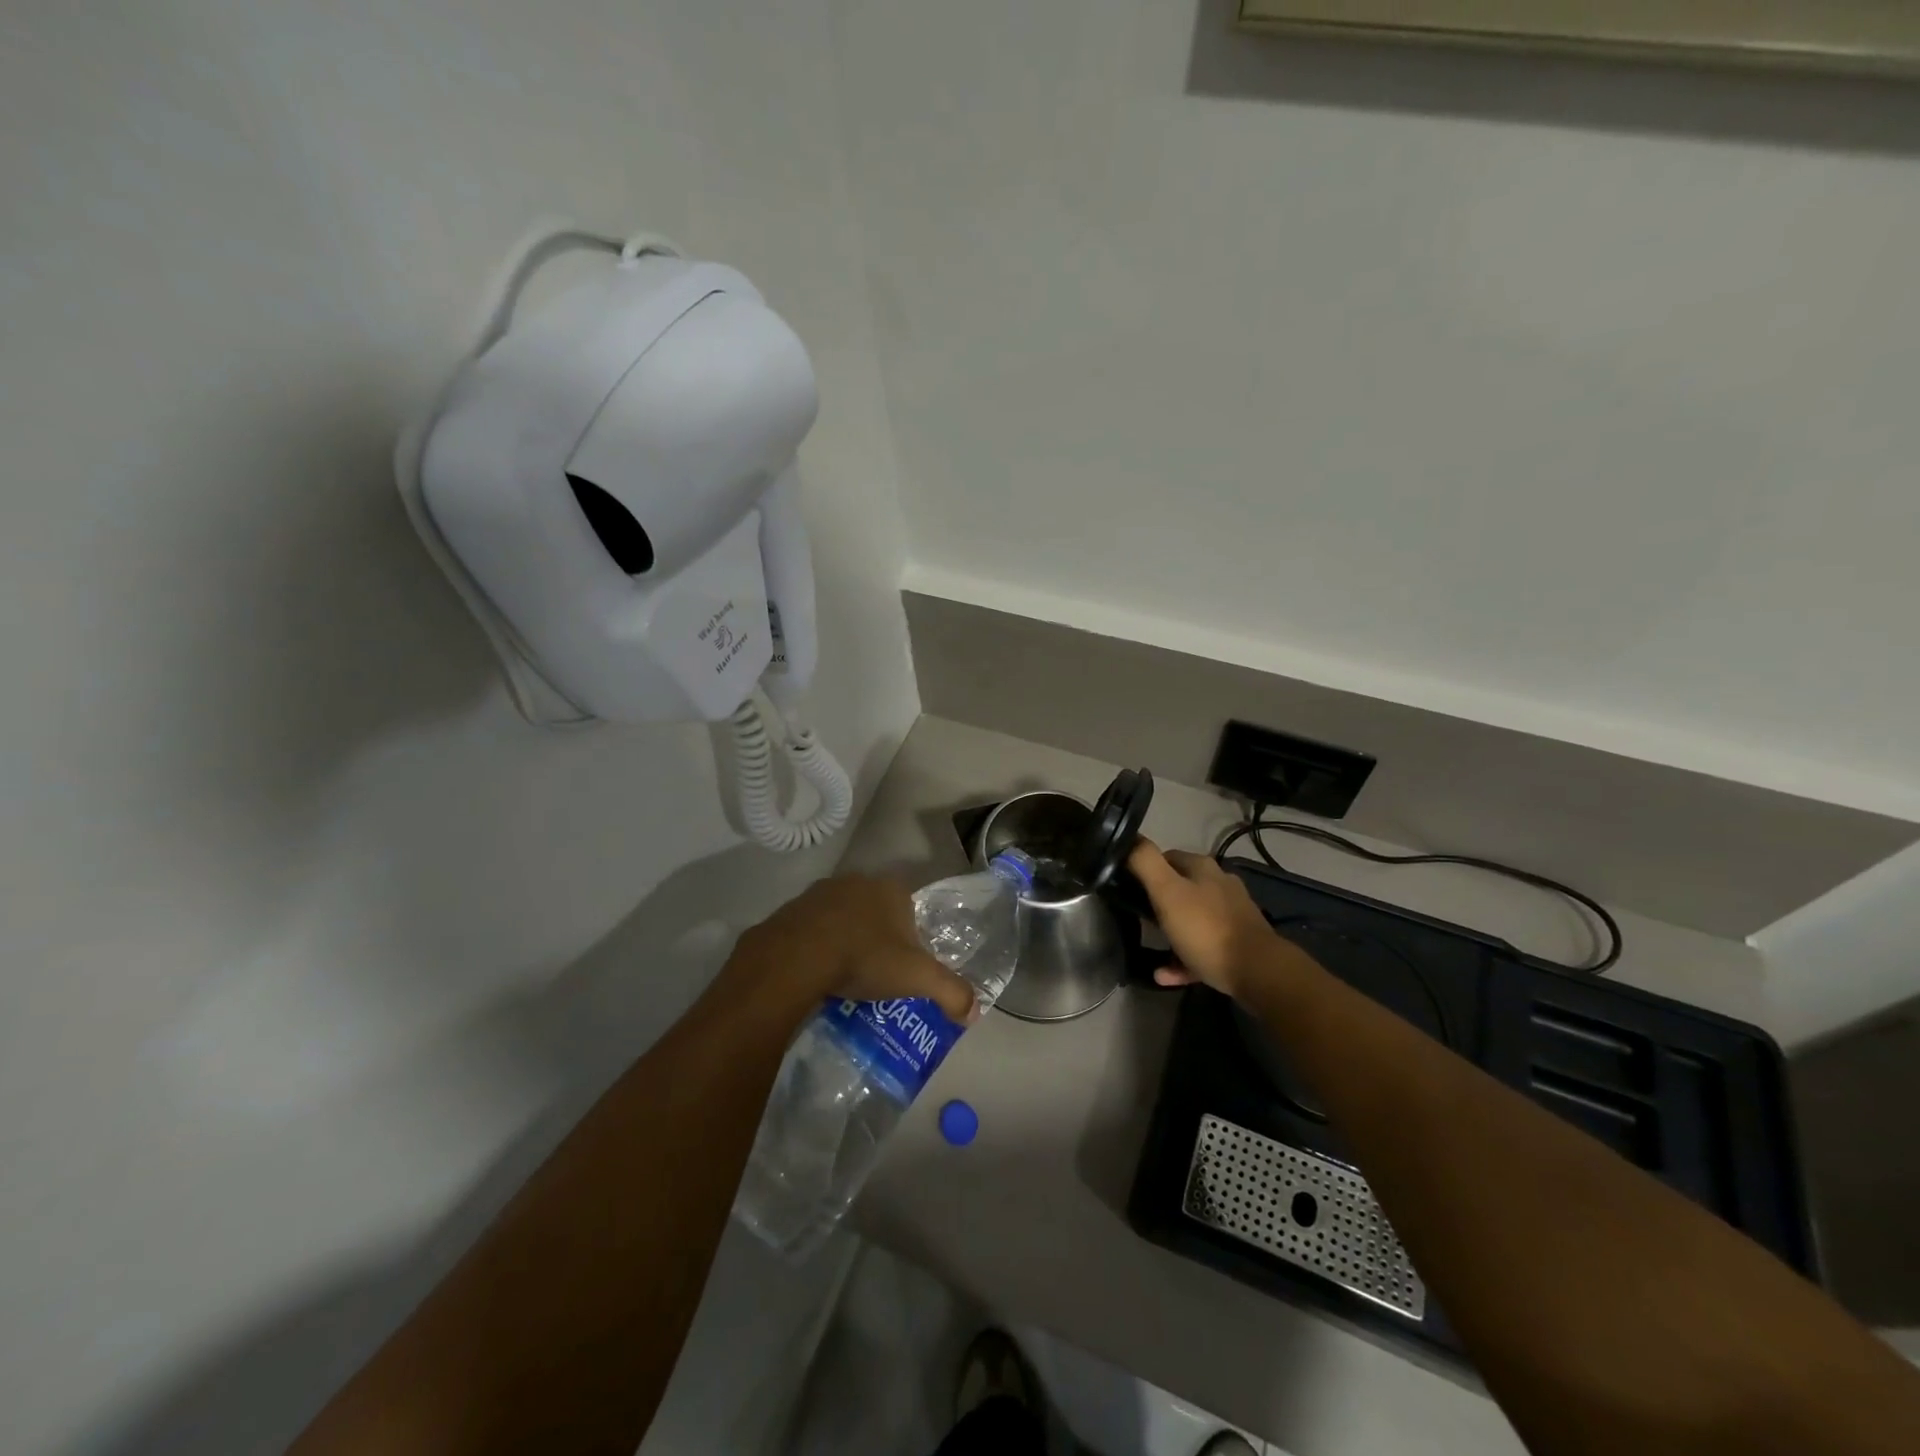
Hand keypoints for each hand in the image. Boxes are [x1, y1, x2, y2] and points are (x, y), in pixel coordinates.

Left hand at [731, 875, 977, 1023]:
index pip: (910, 909)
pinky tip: (816, 972)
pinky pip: (811, 927)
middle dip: (877, 938)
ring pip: (842, 917)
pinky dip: (816, 945)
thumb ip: (951, 992)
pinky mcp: (791, 908)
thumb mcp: (918, 978)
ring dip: (845, 939)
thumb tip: (973, 1012)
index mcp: (891, 889)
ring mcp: (821, 891)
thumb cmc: (865, 958)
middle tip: (876, 973)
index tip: (904, 966)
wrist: (796, 957)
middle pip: (876, 911)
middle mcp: (857, 881)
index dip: (911, 937)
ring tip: (844, 976)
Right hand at [1128, 839, 1282, 999]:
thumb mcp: (1167, 891)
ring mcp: (1231, 915)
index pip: (1167, 857)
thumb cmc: (1206, 928)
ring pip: (1192, 919)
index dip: (1145, 869)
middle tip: (1138, 917)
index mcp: (1203, 868)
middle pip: (1180, 888)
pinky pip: (1202, 947)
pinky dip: (1183, 958)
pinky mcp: (1237, 944)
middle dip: (1158, 901)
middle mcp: (1220, 885)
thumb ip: (1145, 862)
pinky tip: (1165, 974)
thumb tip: (1129, 838)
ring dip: (1170, 932)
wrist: (1258, 972)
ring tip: (1150, 947)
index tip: (1127, 887)